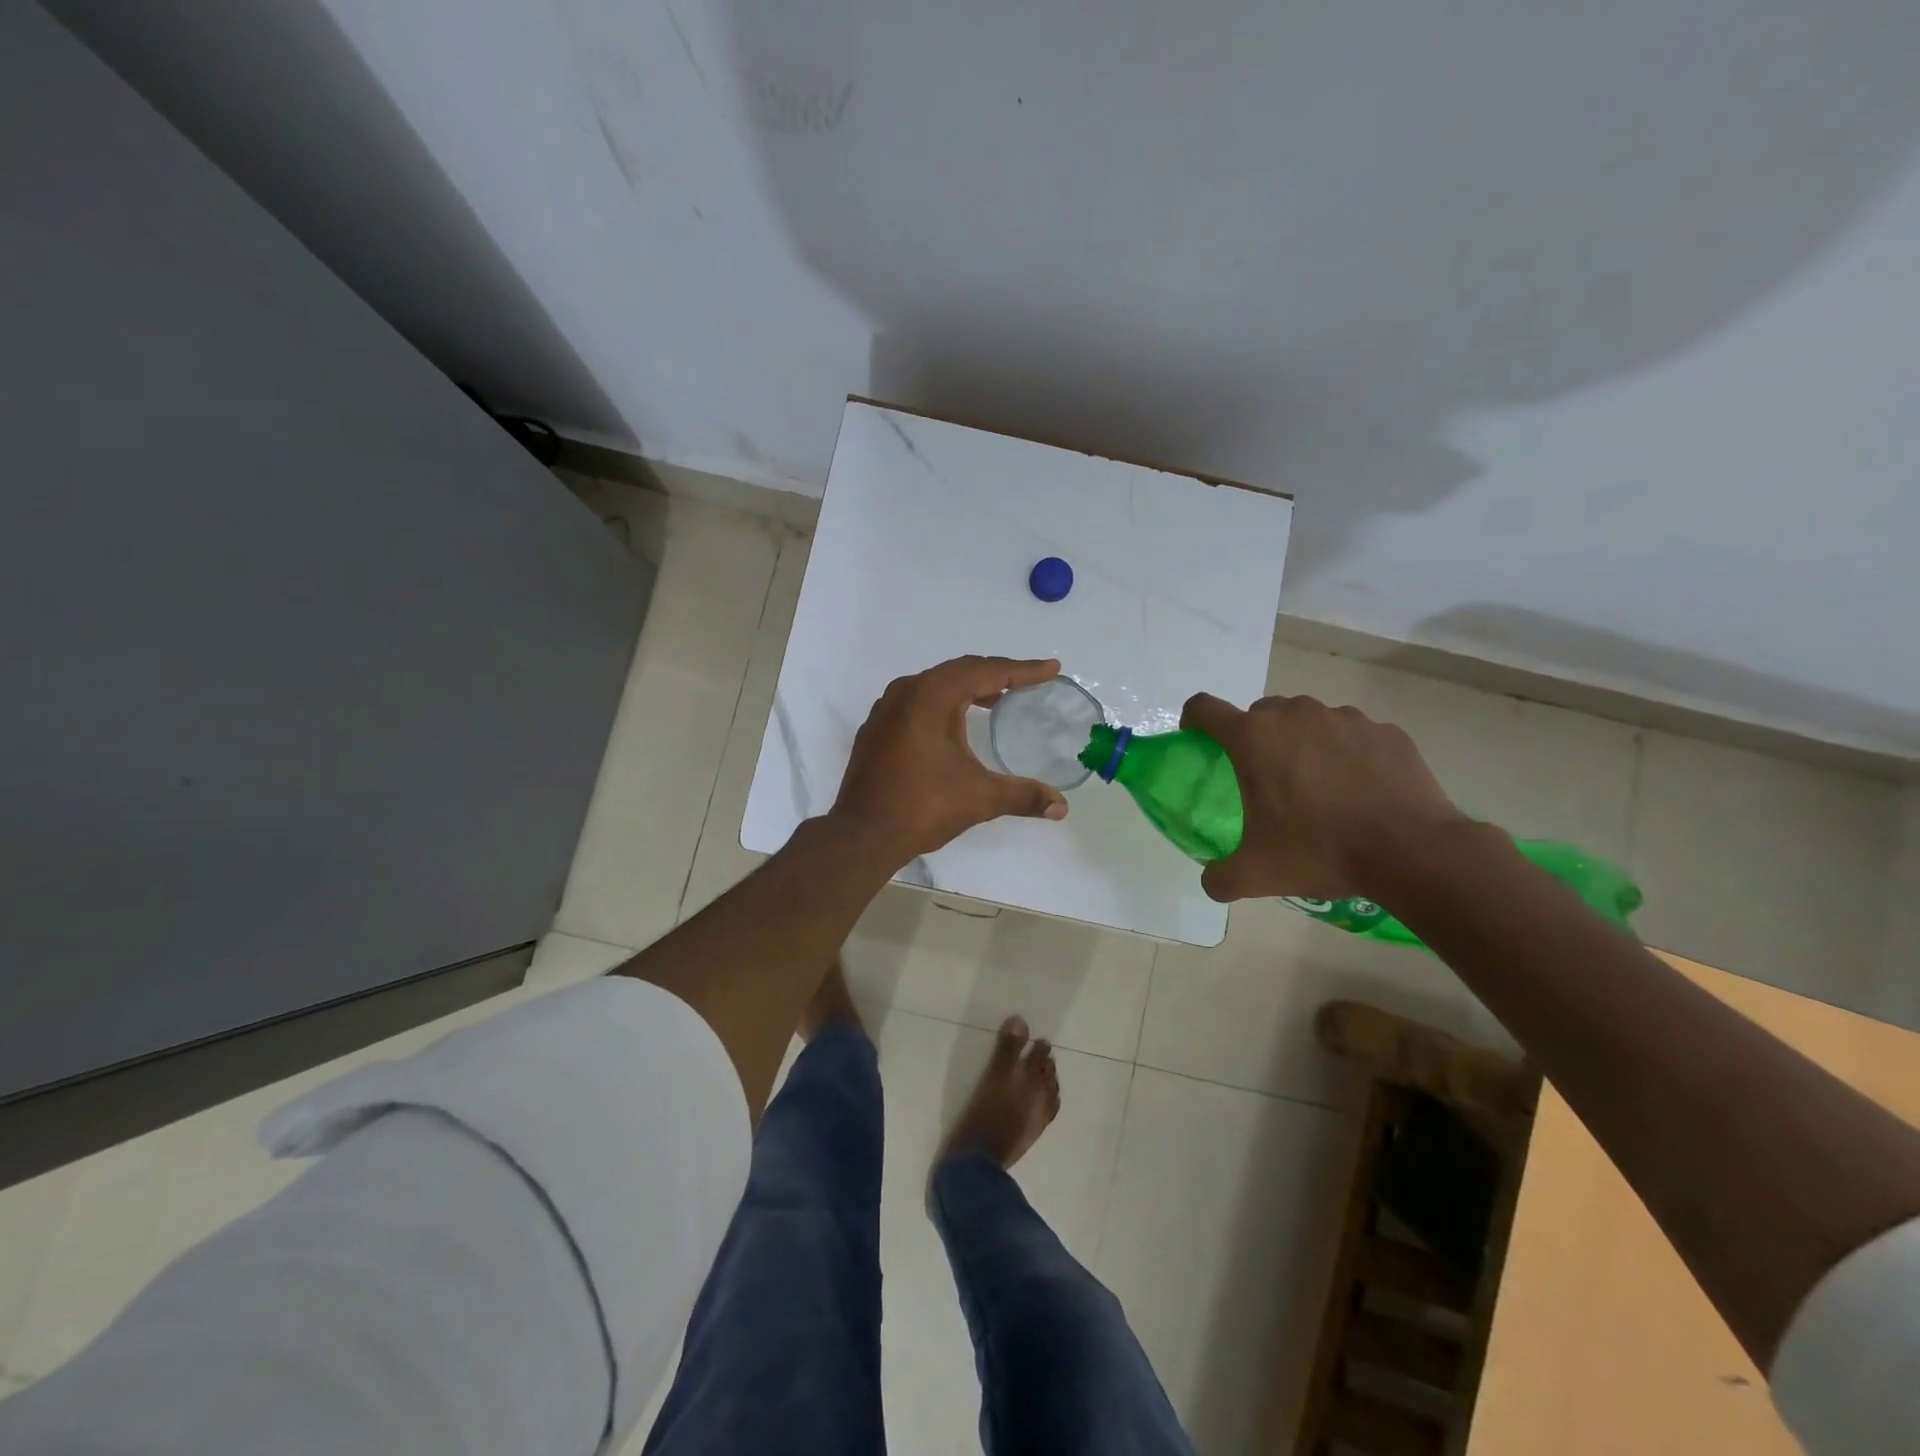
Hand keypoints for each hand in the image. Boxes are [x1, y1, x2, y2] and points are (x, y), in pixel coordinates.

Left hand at [832, 656, 1069, 865]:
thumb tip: (1062, 808)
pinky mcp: (876, 729)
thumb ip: (1024, 796)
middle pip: (960, 670)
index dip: (1023, 670)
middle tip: (1028, 682)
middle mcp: (906, 692)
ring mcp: (886, 709)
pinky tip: (955, 725)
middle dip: (996, 674)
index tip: (1051, 669)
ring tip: (997, 700)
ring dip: (968, 688)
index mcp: (933, 696)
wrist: (862, 834)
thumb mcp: (980, 798)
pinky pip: (916, 702)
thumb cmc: (923, 806)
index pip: (986, 671)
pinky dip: (943, 703)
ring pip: (935, 685)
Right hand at [1179, 692, 1462, 902]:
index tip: (1198, 739)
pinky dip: (1346, 754)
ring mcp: (1344, 718)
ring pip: (1307, 720)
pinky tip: (1360, 790)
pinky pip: (1352, 734)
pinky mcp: (1384, 731)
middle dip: (1255, 738)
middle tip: (1266, 779)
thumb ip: (1220, 877)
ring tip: (1318, 786)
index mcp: (1254, 739)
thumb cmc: (1321, 851)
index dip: (1194, 720)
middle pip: (1260, 713)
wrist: (1413, 851)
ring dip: (1302, 743)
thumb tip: (1211, 880)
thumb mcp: (1257, 874)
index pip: (1205, 708)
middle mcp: (1295, 716)